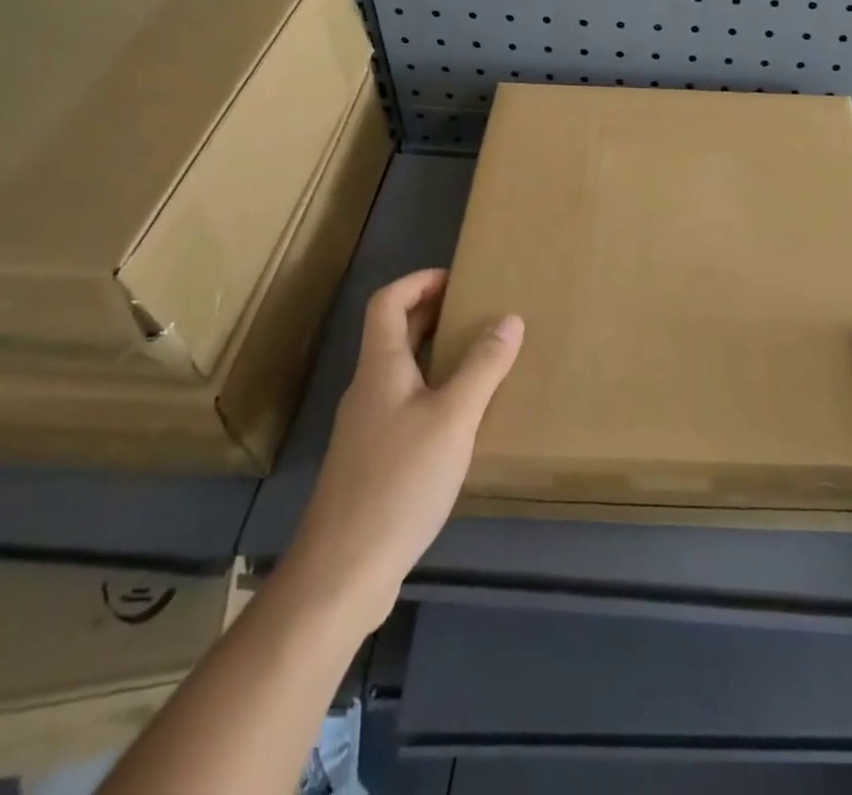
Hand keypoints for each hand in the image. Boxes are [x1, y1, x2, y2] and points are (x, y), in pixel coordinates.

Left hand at [287, 269, 522, 629]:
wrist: (342, 573)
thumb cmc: (399, 482)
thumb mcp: (453, 418)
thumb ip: (483, 367)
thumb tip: (509, 318)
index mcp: (380, 368)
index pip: (387, 302)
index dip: (418, 281)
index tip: (458, 279)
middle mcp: (368, 389)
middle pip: (393, 334)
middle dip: (433, 313)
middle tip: (478, 311)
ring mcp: (366, 427)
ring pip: (400, 371)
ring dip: (435, 353)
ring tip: (479, 357)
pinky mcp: (372, 461)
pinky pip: (404, 404)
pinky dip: (432, 391)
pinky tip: (461, 418)